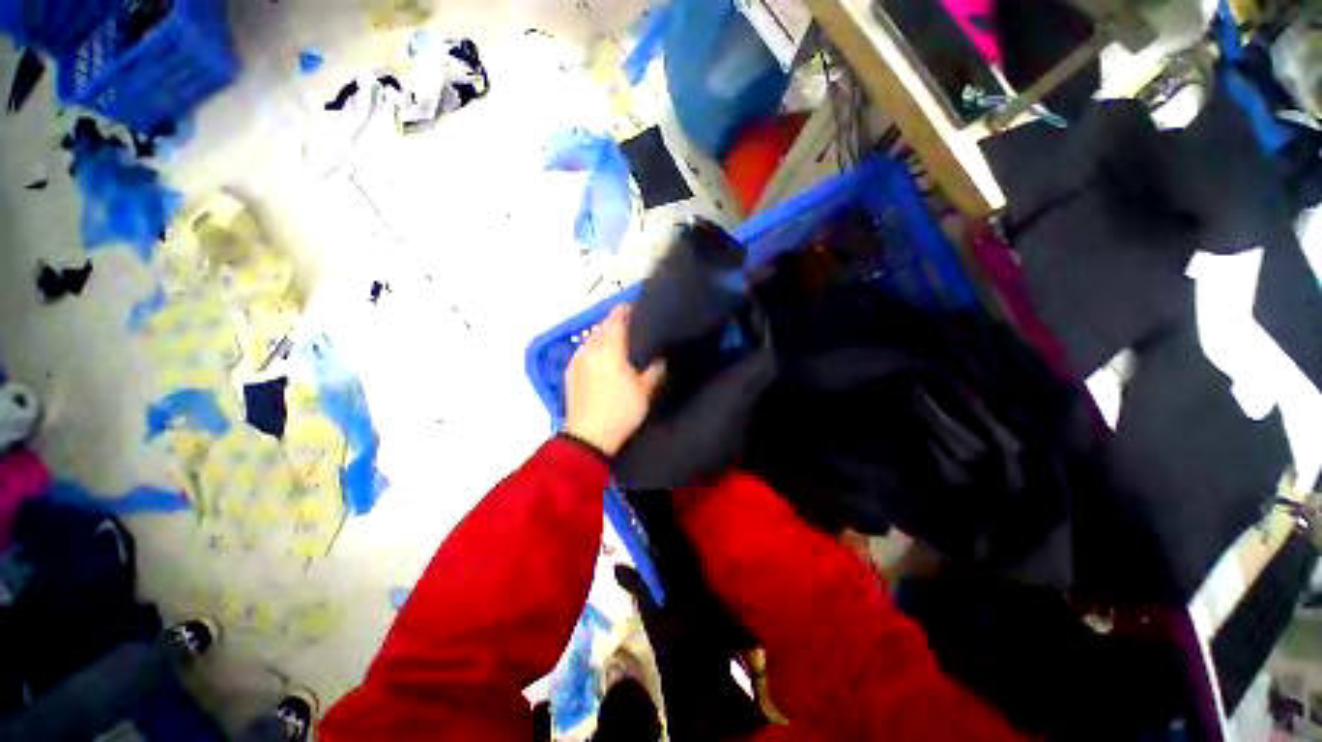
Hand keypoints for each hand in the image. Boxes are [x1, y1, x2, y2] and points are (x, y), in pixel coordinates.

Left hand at [564, 304, 664, 456]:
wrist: (588, 437)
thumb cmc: (620, 411)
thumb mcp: (645, 391)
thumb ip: (655, 369)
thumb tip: (660, 358)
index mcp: (609, 347)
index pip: (617, 316)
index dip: (628, 309)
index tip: (640, 310)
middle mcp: (590, 347)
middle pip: (603, 325)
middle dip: (617, 324)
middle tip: (634, 331)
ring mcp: (577, 359)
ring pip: (592, 338)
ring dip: (605, 337)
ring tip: (619, 346)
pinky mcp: (570, 371)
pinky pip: (584, 351)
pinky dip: (594, 350)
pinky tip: (602, 361)